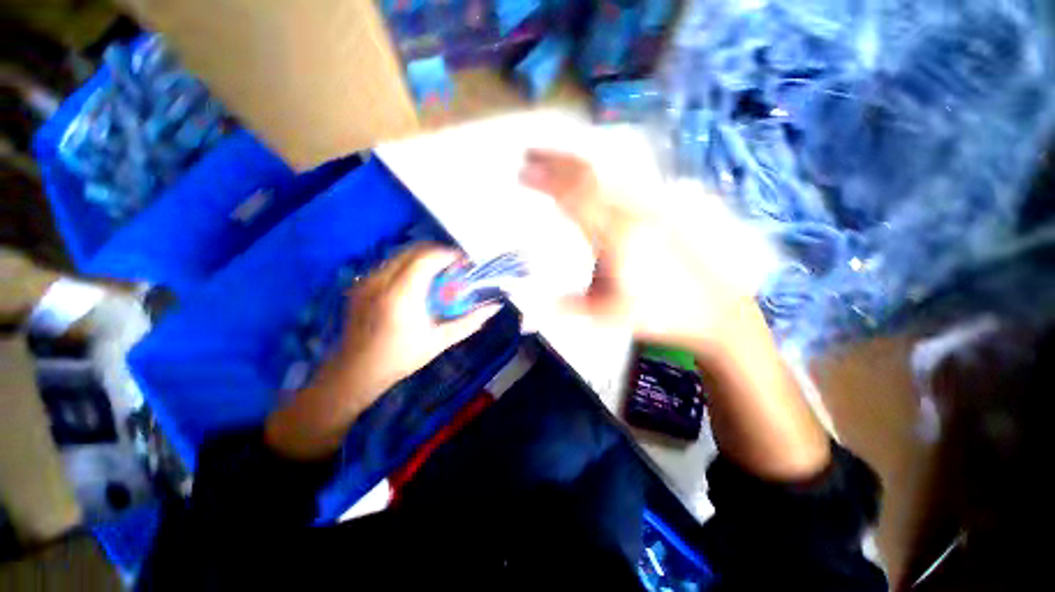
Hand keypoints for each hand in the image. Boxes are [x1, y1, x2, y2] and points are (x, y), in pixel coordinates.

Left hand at [265, 244, 498, 459]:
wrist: (356, 371)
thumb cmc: (401, 358)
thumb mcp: (440, 341)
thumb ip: (469, 322)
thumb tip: (493, 307)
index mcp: (402, 295)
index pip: (428, 258)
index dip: (449, 255)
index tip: (464, 264)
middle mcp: (381, 281)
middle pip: (414, 250)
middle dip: (439, 253)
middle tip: (454, 268)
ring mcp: (366, 281)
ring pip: (401, 254)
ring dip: (424, 258)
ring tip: (437, 275)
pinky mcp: (360, 284)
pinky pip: (389, 264)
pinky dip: (408, 265)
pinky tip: (415, 284)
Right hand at [520, 149, 756, 353]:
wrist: (711, 309)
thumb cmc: (658, 313)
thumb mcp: (608, 315)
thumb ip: (569, 305)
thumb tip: (536, 299)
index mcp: (615, 237)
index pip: (575, 196)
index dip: (546, 180)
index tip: (522, 172)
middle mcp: (630, 214)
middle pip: (589, 174)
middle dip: (556, 160)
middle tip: (530, 153)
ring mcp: (647, 210)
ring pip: (606, 173)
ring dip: (574, 163)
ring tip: (552, 160)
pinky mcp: (657, 213)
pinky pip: (620, 181)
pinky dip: (595, 173)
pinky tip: (587, 177)